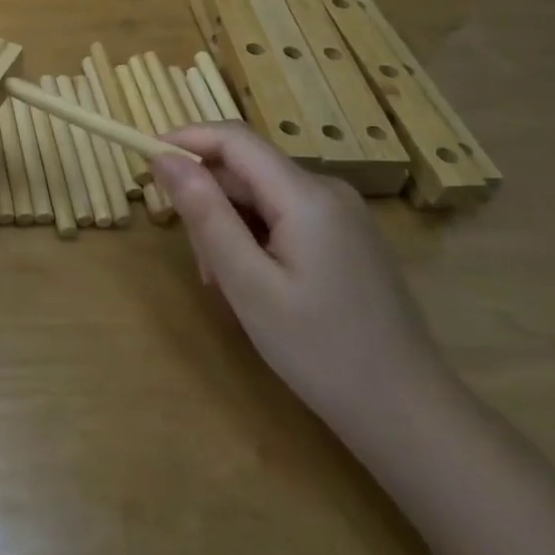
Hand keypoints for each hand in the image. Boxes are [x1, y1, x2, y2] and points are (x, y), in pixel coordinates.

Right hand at [150, 123, 455, 444]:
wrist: (410, 416)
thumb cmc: (321, 352)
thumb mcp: (248, 284)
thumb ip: (204, 214)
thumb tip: (163, 158)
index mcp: (306, 195)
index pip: (233, 138)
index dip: (185, 141)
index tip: (145, 165)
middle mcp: (327, 191)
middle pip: (245, 171)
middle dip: (209, 204)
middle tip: (202, 268)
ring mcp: (342, 215)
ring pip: (260, 197)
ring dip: (230, 229)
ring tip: (230, 288)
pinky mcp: (345, 238)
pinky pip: (283, 217)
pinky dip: (255, 240)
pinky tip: (258, 288)